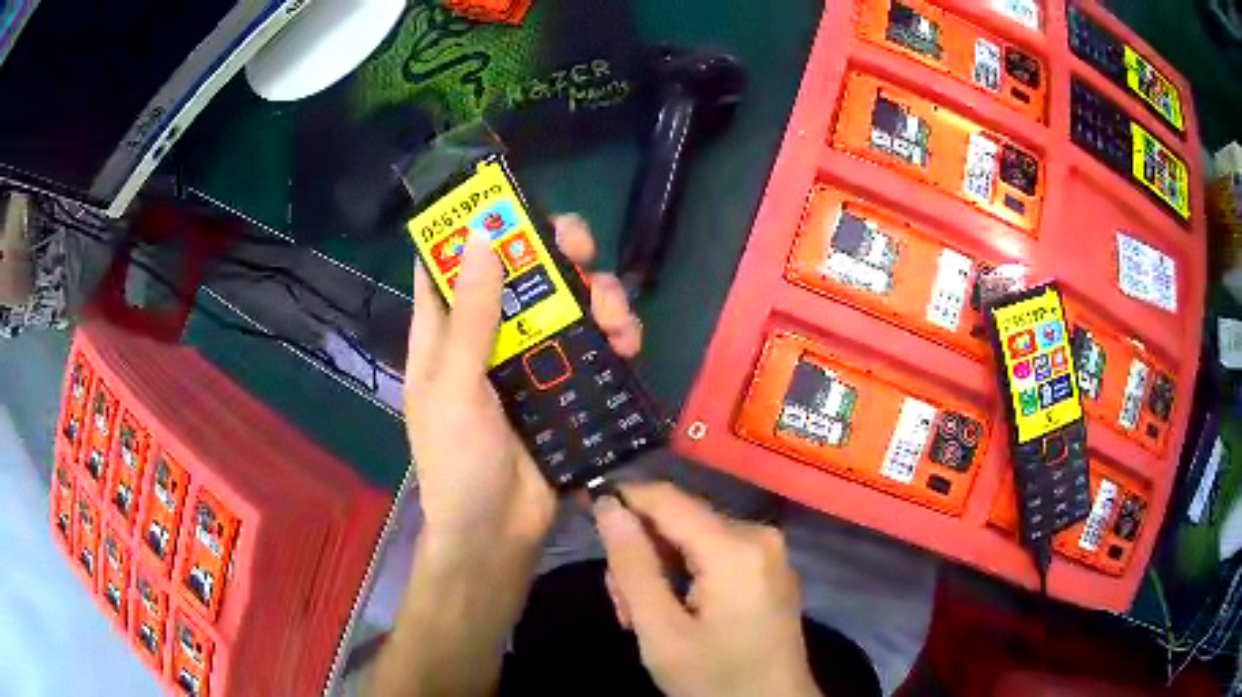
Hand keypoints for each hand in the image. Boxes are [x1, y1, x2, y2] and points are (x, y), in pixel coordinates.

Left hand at [405, 214, 641, 549]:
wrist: (499, 532)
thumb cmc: (459, 461)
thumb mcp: (454, 388)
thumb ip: (470, 319)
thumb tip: (485, 239)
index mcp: (445, 333)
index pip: (451, 264)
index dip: (474, 229)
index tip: (509, 201)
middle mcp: (488, 337)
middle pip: (521, 273)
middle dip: (553, 251)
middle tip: (581, 246)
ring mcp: (530, 361)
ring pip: (566, 304)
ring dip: (596, 295)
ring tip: (615, 316)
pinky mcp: (565, 386)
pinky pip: (593, 345)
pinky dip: (614, 335)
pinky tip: (629, 344)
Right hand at [595, 483, 821, 696]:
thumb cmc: (716, 679)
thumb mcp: (661, 632)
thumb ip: (632, 567)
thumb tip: (608, 505)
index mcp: (735, 548)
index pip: (667, 498)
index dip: (622, 497)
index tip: (584, 510)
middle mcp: (759, 535)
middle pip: (680, 520)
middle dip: (641, 554)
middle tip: (621, 606)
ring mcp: (769, 551)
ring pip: (694, 537)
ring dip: (660, 568)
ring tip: (643, 616)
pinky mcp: (769, 567)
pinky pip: (716, 552)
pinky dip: (686, 574)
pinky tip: (675, 610)